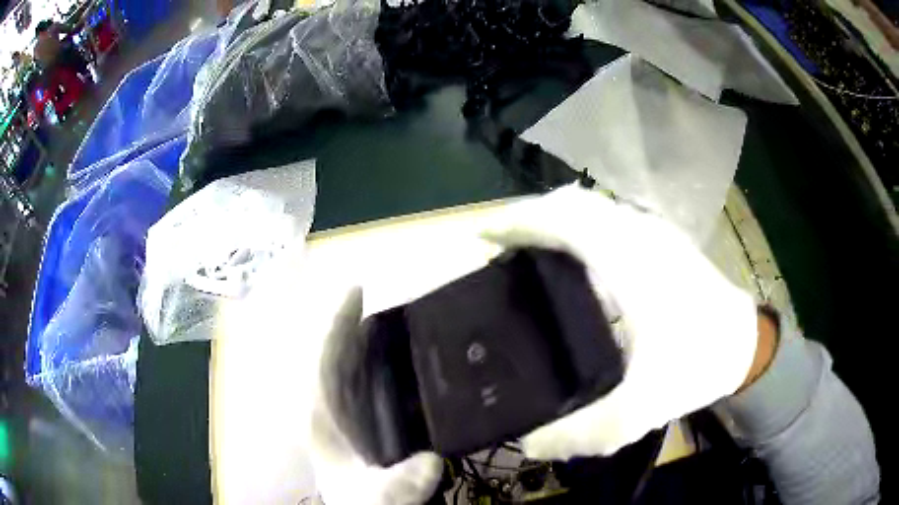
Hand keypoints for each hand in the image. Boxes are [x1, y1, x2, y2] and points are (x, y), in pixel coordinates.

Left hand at [310, 287, 443, 504]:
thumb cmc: (363, 503)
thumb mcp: (380, 497)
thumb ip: (400, 482)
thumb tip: (430, 461)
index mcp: (325, 417)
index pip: (326, 360)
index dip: (338, 325)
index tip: (355, 293)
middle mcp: (332, 409)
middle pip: (340, 357)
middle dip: (356, 326)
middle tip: (386, 298)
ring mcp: (348, 415)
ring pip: (353, 368)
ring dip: (369, 342)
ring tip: (398, 319)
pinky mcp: (364, 423)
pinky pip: (368, 384)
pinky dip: (380, 366)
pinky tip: (404, 361)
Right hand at [481, 184, 758, 459]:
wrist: (746, 344)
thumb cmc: (698, 366)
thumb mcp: (641, 410)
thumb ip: (584, 433)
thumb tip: (531, 444)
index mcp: (630, 264)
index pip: (564, 220)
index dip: (518, 222)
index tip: (483, 238)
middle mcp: (639, 235)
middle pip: (573, 203)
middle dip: (530, 215)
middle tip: (500, 248)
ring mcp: (654, 232)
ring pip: (592, 205)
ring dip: (555, 217)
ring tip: (528, 250)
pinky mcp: (662, 240)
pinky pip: (608, 216)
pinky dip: (579, 224)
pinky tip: (573, 257)